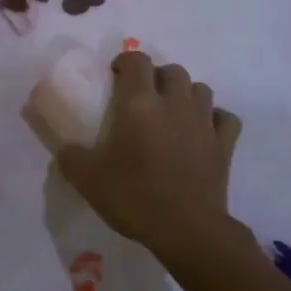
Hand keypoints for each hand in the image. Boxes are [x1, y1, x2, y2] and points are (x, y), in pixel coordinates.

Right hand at [57, 51, 241, 262]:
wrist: (186, 230)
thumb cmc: (135, 198)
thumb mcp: (88, 180)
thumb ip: (71, 158)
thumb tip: (64, 149)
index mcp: (139, 104)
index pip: (137, 61)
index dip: (126, 61)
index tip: (115, 76)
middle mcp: (174, 103)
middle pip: (172, 70)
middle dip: (158, 76)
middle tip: (144, 97)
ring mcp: (203, 122)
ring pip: (200, 89)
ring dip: (186, 94)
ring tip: (173, 112)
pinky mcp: (224, 144)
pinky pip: (225, 118)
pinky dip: (216, 118)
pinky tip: (204, 130)